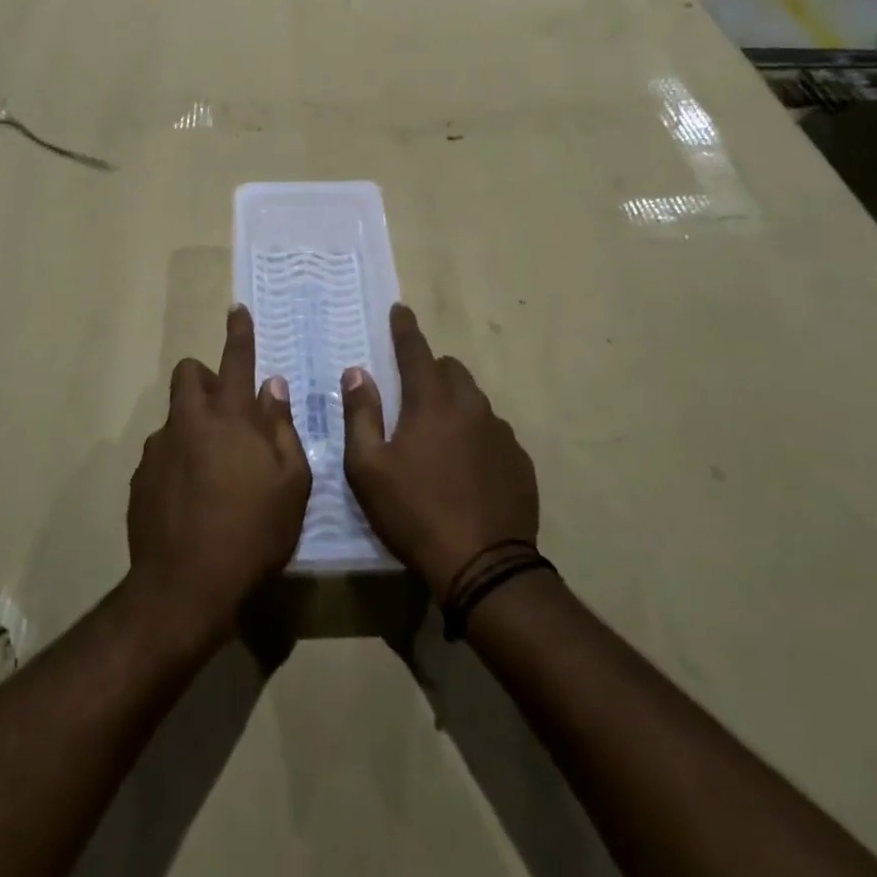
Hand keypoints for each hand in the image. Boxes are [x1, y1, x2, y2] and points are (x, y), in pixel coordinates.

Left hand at [127, 305, 311, 652]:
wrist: (184, 588)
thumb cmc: (252, 533)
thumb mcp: (290, 483)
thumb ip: (282, 428)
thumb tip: (272, 387)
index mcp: (228, 418)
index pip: (235, 361)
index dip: (239, 333)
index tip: (237, 309)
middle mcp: (188, 422)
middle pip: (189, 374)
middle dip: (205, 377)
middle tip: (227, 410)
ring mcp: (158, 450)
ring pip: (175, 416)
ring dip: (194, 425)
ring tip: (214, 470)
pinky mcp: (141, 479)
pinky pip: (163, 453)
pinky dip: (178, 459)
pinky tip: (191, 498)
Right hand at [343, 304, 538, 599]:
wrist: (483, 567)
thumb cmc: (414, 513)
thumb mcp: (368, 468)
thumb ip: (360, 414)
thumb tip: (357, 373)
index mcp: (431, 403)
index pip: (416, 351)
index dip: (405, 328)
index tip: (400, 309)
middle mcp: (471, 407)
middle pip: (451, 370)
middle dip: (431, 370)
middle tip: (413, 394)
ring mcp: (500, 433)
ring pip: (475, 401)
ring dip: (455, 405)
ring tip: (439, 437)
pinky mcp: (519, 461)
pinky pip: (493, 432)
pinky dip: (476, 436)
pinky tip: (467, 467)